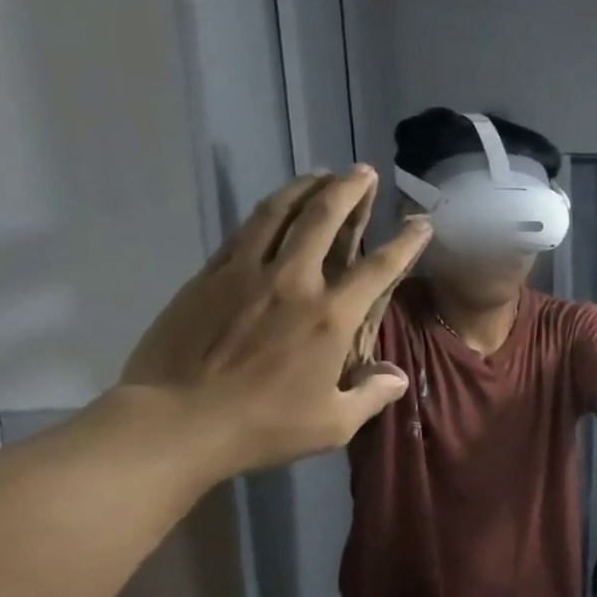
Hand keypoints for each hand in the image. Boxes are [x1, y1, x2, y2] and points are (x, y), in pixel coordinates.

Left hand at [119, 169, 431, 476]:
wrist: (176, 422)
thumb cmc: (264, 425)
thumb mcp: (334, 423)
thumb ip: (372, 394)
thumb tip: (397, 377)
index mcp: (331, 317)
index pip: (379, 268)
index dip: (405, 242)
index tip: (421, 222)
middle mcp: (293, 282)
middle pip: (324, 219)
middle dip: (349, 190)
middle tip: (362, 171)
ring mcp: (246, 274)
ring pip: (279, 213)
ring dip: (304, 187)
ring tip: (320, 174)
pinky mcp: (209, 277)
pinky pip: (243, 232)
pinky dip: (266, 213)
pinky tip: (274, 209)